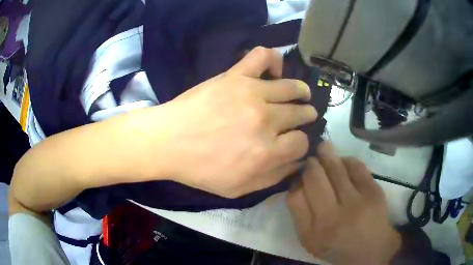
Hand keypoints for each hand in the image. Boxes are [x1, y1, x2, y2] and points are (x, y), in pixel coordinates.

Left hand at [149, 46, 316, 197]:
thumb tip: (298, 162)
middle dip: (305, 118)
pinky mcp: (236, 76)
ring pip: (292, 87)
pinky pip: (263, 56)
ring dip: (301, 92)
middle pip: (302, 114)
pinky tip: (274, 71)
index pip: (301, 143)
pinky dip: (274, 60)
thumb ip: (273, 178)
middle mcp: (266, 120)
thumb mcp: (238, 189)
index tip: (292, 142)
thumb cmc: (200, 169)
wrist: (167, 142)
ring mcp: (252, 93)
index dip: (300, 144)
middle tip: (301, 117)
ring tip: (301, 95)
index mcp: (267, 153)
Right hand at [287, 142, 400, 264]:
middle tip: (312, 158)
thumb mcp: (311, 240)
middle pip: (314, 178)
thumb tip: (299, 179)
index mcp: (311, 234)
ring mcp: (356, 205)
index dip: (296, 180)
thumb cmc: (337, 246)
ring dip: (327, 154)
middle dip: (311, 163)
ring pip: (335, 168)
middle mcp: (332, 219)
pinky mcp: (373, 193)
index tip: (300, 175)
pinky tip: (344, 162)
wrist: (371, 250)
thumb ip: (301, 214)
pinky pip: (356, 166)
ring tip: (324, 149)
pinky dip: (347, 160)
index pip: (295, 196)